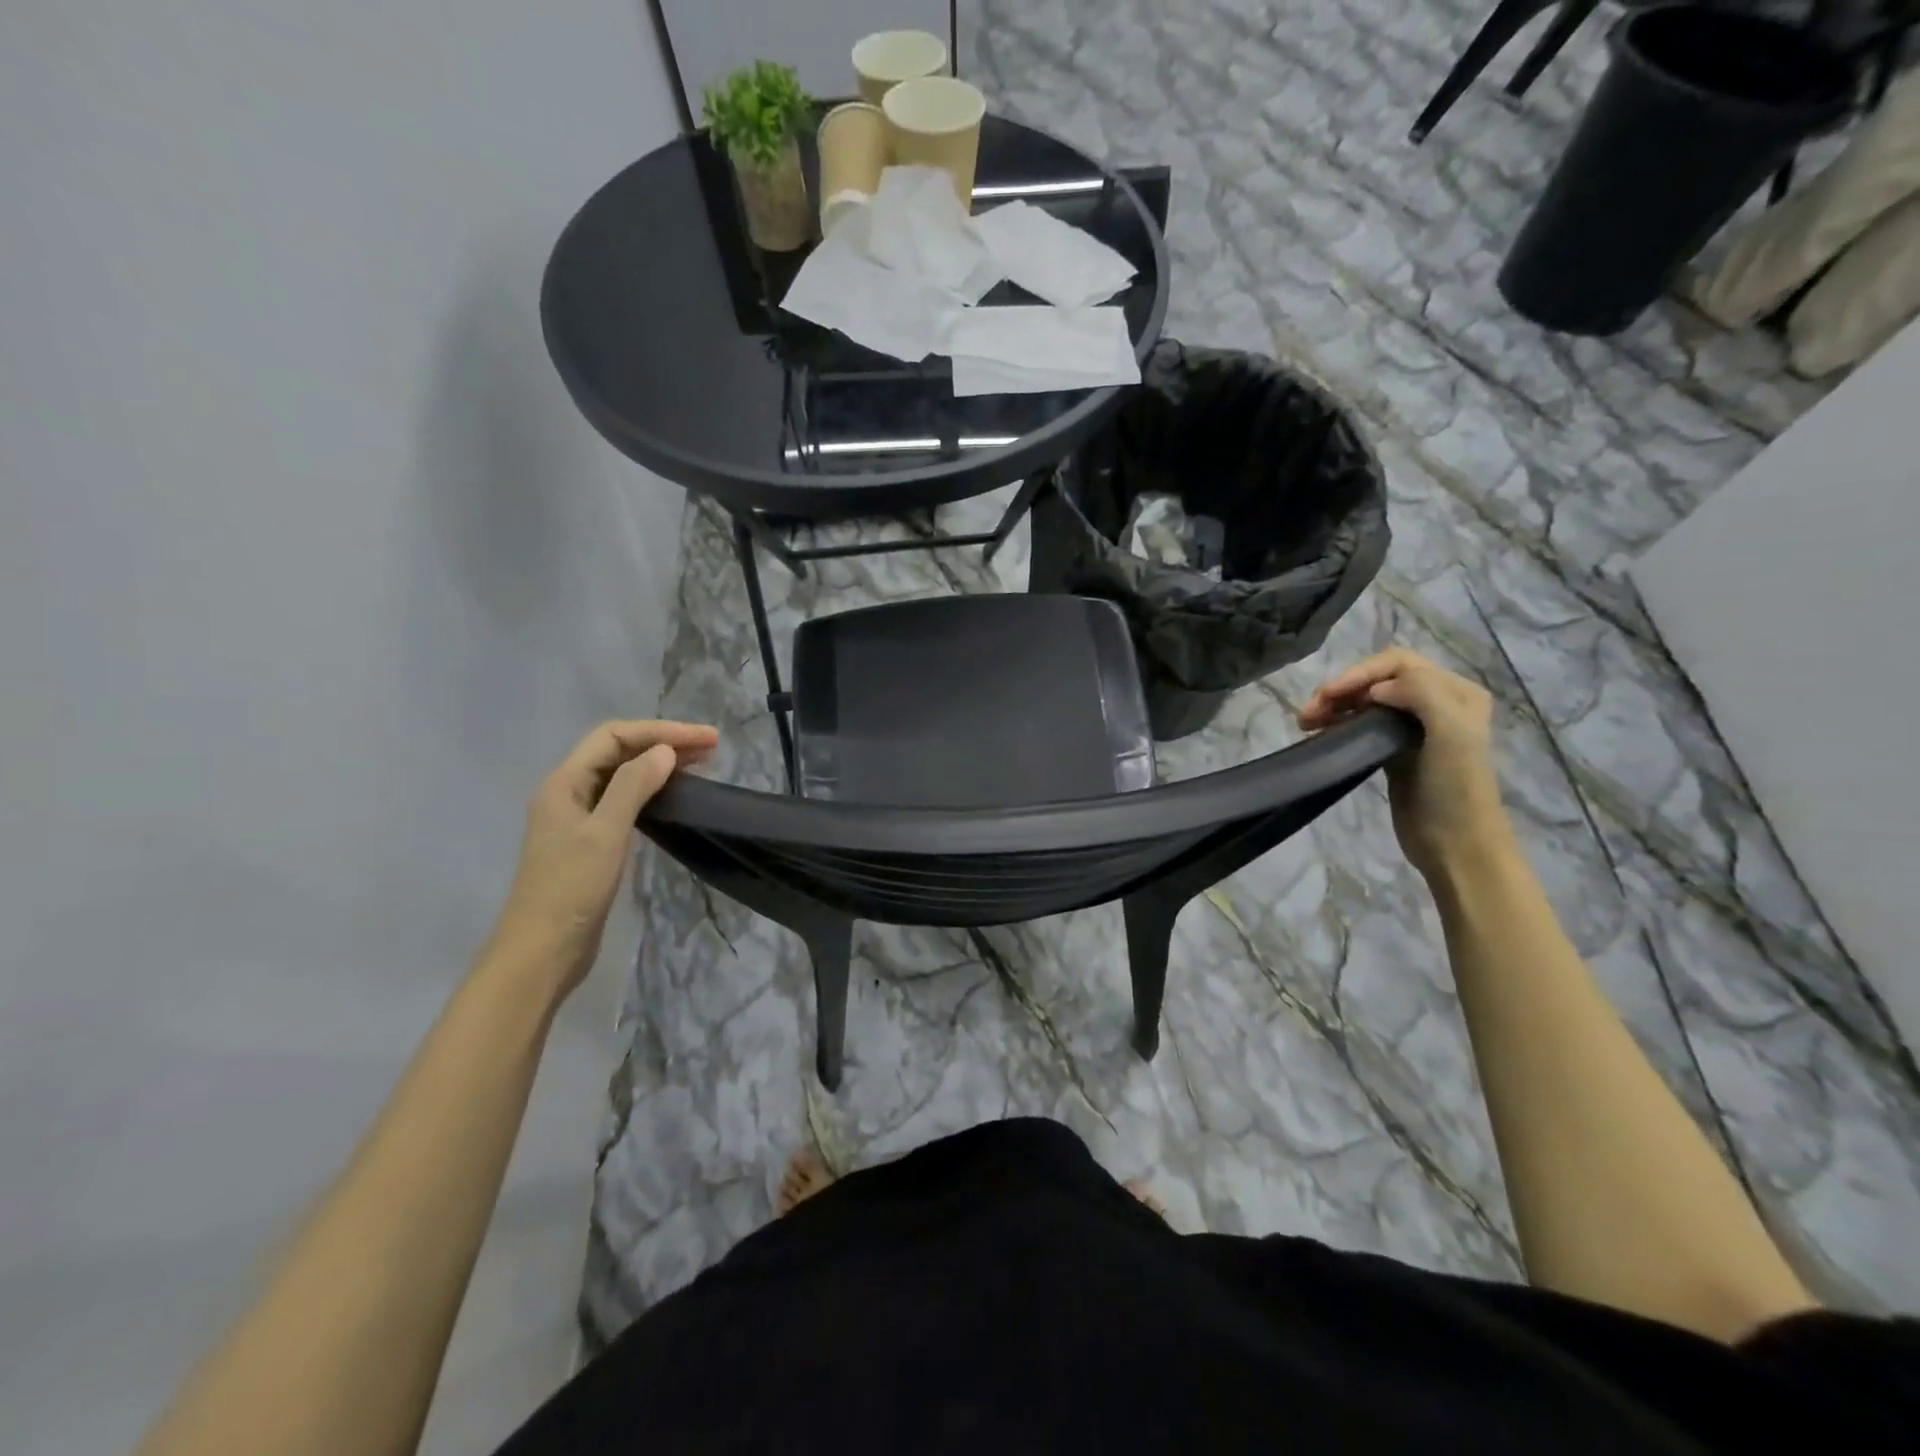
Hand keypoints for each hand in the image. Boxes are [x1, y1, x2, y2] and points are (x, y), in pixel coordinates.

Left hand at [482, 719, 717, 996]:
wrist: (542, 951)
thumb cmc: (571, 888)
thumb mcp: (605, 832)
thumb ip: (633, 786)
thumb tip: (665, 751)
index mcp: (564, 782)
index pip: (614, 737)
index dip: (660, 731)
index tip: (704, 739)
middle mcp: (568, 792)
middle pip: (617, 751)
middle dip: (663, 742)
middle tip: (711, 746)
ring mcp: (578, 817)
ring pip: (622, 775)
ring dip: (659, 764)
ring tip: (700, 763)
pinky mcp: (590, 841)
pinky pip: (624, 800)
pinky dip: (651, 790)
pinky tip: (673, 795)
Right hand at [1298, 649, 1508, 882]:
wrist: (1456, 844)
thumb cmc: (1454, 787)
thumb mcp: (1451, 731)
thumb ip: (1420, 693)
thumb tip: (1375, 690)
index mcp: (1456, 692)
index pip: (1398, 663)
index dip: (1360, 673)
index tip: (1329, 695)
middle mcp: (1438, 702)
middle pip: (1378, 679)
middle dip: (1341, 688)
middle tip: (1308, 712)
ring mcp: (1414, 727)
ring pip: (1365, 701)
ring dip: (1334, 704)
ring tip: (1305, 722)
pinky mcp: (1394, 749)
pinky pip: (1362, 723)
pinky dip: (1339, 721)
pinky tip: (1319, 732)